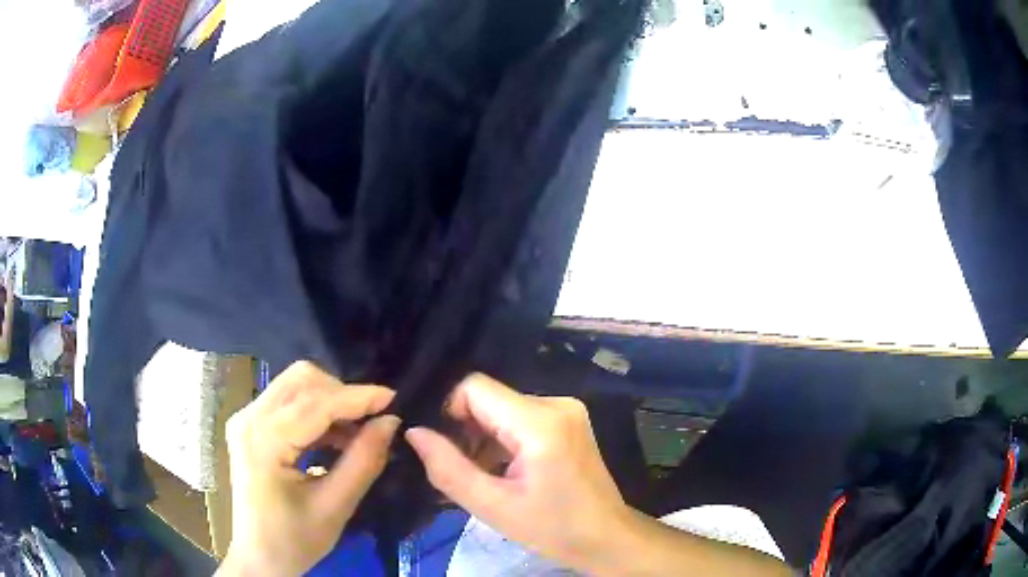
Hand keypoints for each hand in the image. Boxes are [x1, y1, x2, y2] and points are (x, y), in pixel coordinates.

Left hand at [218, 361, 399, 575]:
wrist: (259, 557)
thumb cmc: (294, 540)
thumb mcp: (335, 507)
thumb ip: (363, 462)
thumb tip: (390, 423)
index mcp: (263, 442)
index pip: (315, 404)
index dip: (357, 398)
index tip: (394, 399)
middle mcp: (248, 419)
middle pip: (301, 381)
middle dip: (342, 395)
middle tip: (372, 422)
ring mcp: (245, 419)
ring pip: (295, 386)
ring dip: (330, 401)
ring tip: (356, 434)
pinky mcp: (249, 425)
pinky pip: (288, 401)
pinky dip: (316, 411)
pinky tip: (334, 437)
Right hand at [405, 373, 627, 567]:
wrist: (605, 537)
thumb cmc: (552, 528)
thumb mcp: (492, 506)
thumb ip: (447, 468)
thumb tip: (414, 432)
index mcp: (539, 422)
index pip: (474, 387)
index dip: (450, 412)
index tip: (446, 449)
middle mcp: (556, 403)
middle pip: (489, 398)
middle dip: (467, 430)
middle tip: (464, 470)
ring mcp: (566, 410)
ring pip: (503, 408)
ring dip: (484, 438)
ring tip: (485, 476)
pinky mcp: (568, 420)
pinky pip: (520, 417)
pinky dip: (504, 440)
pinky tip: (504, 470)